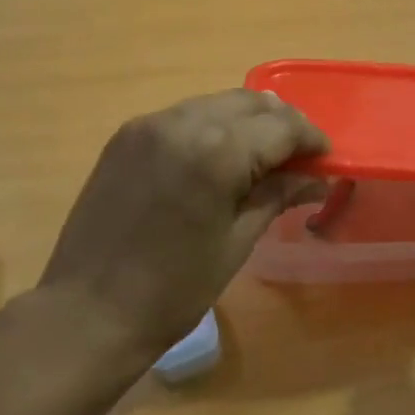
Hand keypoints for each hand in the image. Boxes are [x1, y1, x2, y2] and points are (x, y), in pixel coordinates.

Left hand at [38, 90, 327, 358]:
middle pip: (249, 102)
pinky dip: (210, 128)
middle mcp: (181, 122)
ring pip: (214, 104)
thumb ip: (277, 196)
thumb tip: (317, 179)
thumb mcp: (236, 243)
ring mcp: (148, 125)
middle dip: (281, 124)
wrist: (88, 312)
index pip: (281, 126)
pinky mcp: (125, 136)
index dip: (311, 139)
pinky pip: (182, 117)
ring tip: (260, 158)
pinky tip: (215, 160)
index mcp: (216, 151)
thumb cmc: (174, 291)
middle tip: (298, 158)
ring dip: (246, 122)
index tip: (326, 160)